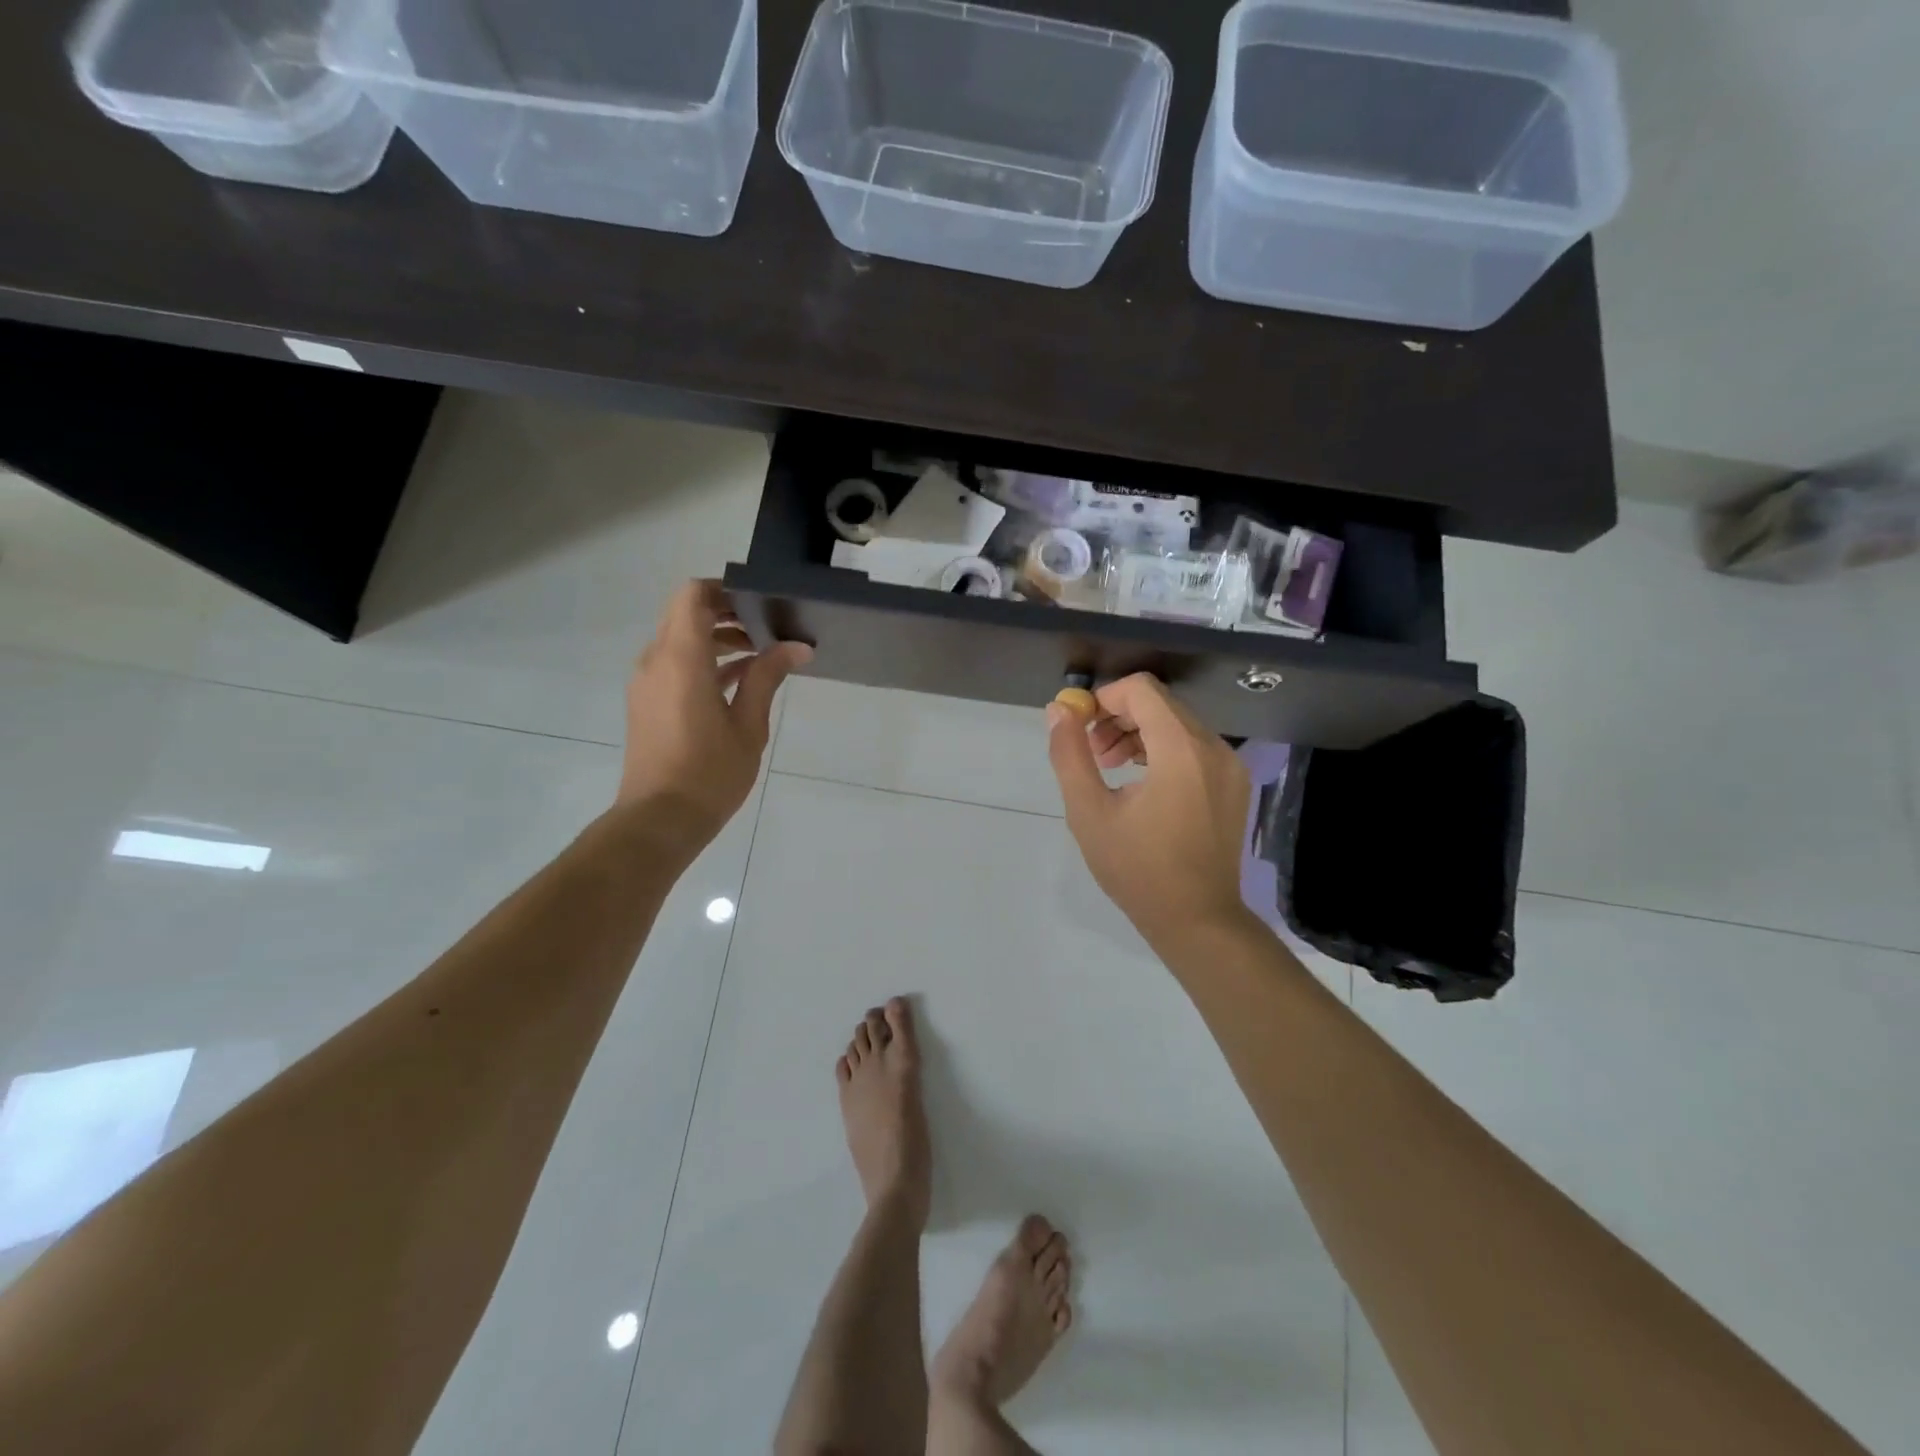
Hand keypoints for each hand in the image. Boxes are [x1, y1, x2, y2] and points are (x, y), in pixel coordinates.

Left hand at [617, 580, 811, 847]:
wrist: (659, 819)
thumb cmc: (709, 773)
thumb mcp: (748, 726)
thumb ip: (767, 678)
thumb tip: (796, 647)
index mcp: (682, 660)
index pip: (693, 596)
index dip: (724, 589)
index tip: (759, 601)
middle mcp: (656, 661)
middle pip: (685, 613)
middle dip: (725, 612)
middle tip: (767, 626)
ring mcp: (647, 682)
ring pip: (679, 638)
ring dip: (715, 638)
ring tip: (761, 654)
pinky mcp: (647, 701)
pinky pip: (674, 663)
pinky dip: (703, 661)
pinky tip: (739, 679)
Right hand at [1045, 674, 1250, 949]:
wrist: (1197, 920)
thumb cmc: (1138, 869)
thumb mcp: (1089, 812)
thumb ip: (1070, 754)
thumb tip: (1058, 710)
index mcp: (1181, 749)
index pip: (1141, 690)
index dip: (1104, 698)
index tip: (1080, 727)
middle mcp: (1213, 747)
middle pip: (1160, 704)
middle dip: (1118, 717)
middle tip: (1092, 753)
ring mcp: (1230, 765)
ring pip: (1178, 724)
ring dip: (1139, 733)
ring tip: (1111, 768)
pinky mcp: (1234, 783)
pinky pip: (1194, 747)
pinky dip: (1163, 750)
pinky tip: (1142, 784)